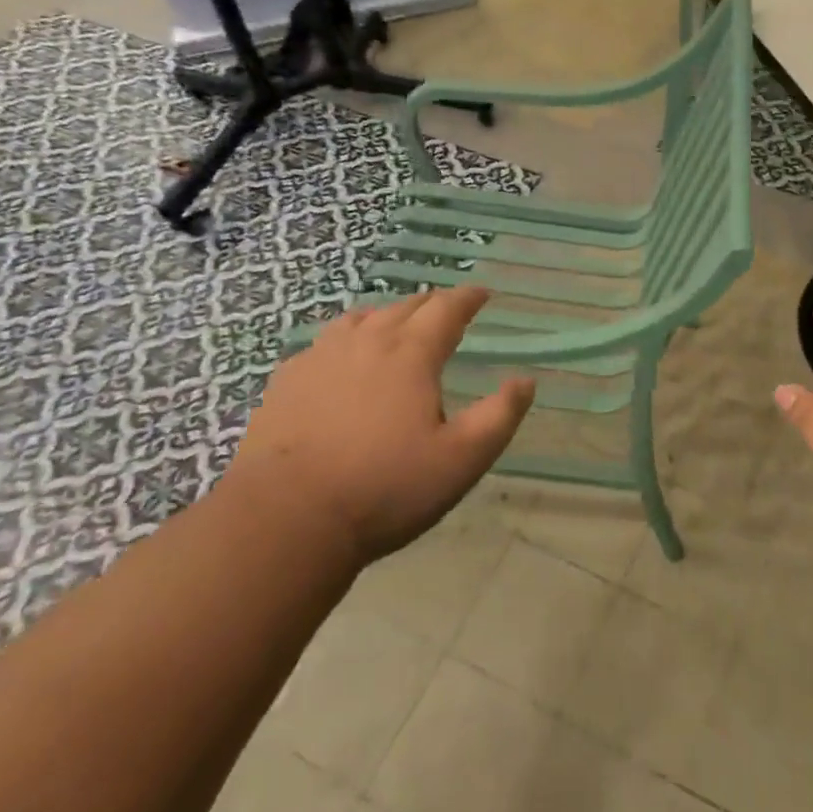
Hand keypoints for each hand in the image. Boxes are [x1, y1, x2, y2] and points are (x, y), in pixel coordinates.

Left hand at [231, 288, 534, 565]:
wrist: (287, 518)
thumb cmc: (386, 487)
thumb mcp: (462, 459)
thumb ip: (500, 415)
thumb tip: (526, 380)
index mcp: (412, 354)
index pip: (447, 309)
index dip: (468, 298)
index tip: (482, 293)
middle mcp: (367, 341)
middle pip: (405, 307)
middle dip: (431, 304)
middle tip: (446, 311)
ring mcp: (320, 357)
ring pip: (361, 318)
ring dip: (387, 315)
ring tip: (396, 325)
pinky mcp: (287, 380)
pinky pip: (325, 342)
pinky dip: (347, 339)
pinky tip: (343, 359)